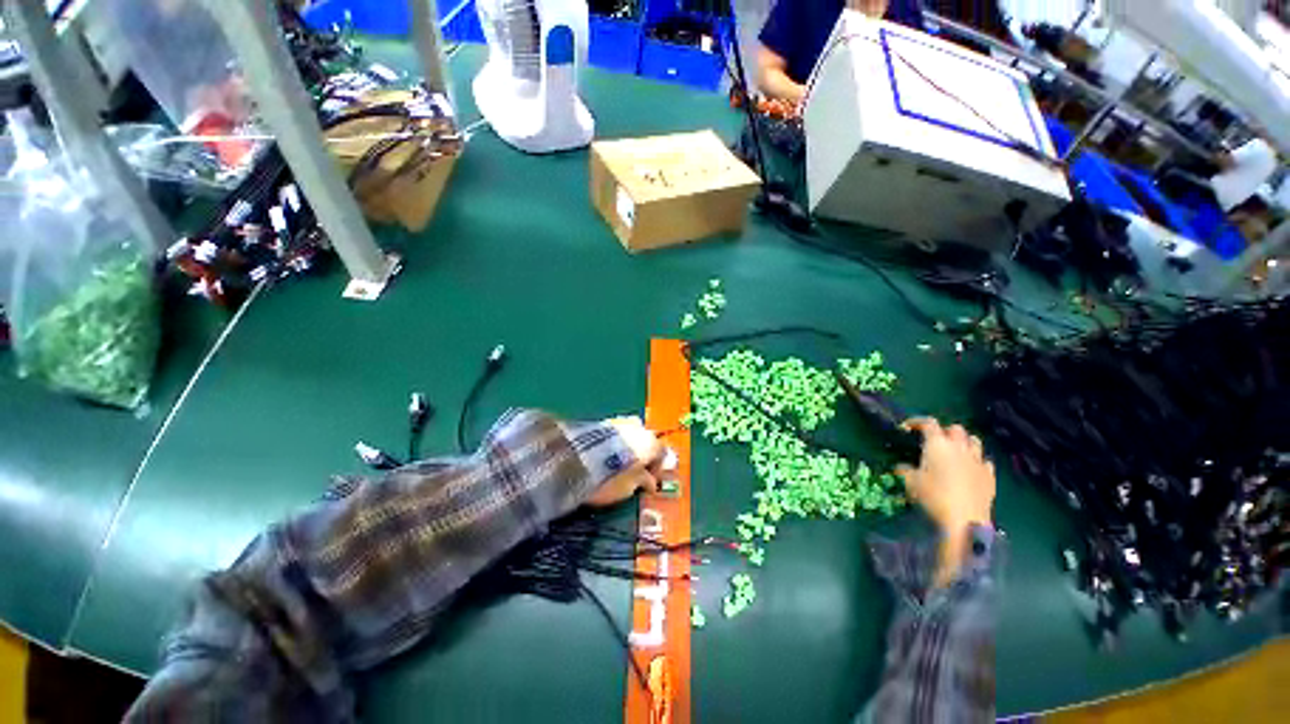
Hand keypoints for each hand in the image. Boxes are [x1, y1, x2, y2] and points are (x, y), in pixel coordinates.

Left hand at [585, 417, 676, 506]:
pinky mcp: (599, 421)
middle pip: (645, 440)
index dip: (656, 470)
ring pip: (629, 433)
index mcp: (651, 443)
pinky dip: (612, 443)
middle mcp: (638, 428)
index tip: (648, 483)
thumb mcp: (630, 487)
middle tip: (633, 471)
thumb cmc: (611, 477)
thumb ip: (643, 481)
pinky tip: (604, 456)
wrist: (576, 459)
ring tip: (616, 463)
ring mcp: (618, 422)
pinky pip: (612, 433)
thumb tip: (649, 482)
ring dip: (626, 446)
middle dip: (641, 454)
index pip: (662, 454)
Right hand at [896, 418, 994, 536]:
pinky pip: (985, 460)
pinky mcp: (989, 475)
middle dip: (944, 431)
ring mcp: (977, 460)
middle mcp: (959, 447)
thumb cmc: (933, 496)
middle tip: (934, 441)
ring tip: (955, 451)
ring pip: (974, 440)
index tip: (907, 428)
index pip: (928, 423)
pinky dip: (977, 460)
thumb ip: (905, 469)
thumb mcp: (910, 482)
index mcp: (937, 444)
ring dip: (964, 442)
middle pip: (955, 428)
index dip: (917, 422)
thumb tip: (901, 466)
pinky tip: (970, 469)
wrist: (964, 520)